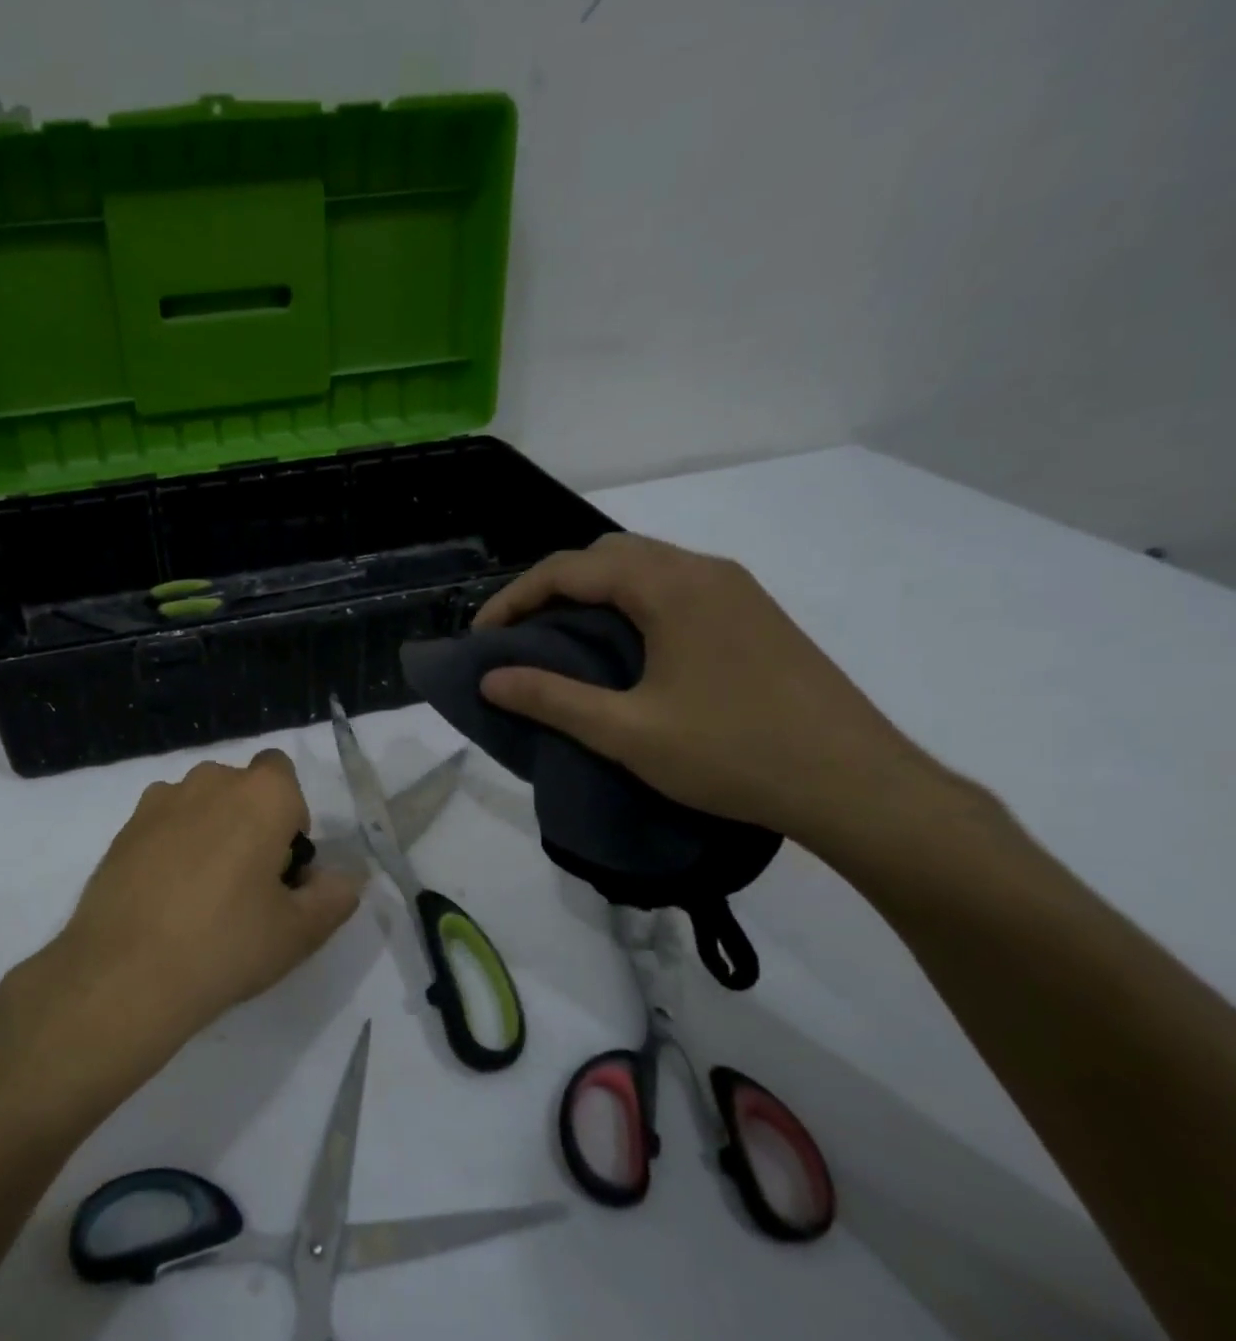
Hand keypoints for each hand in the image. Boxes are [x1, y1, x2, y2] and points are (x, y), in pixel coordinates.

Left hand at [40, 751, 361, 1054]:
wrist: (123, 975)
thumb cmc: (226, 944)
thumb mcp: (299, 932)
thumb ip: (334, 896)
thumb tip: (344, 878)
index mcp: (260, 794)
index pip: (284, 774)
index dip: (289, 816)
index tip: (281, 865)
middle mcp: (210, 781)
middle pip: (241, 788)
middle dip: (251, 821)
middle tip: (248, 884)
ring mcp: (159, 801)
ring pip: (200, 804)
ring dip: (210, 830)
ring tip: (201, 893)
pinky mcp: (123, 828)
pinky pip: (164, 823)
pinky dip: (172, 845)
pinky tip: (165, 897)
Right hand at [472, 533, 939, 846]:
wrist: (856, 785)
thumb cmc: (734, 753)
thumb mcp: (627, 732)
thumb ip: (552, 699)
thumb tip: (490, 679)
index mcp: (671, 587)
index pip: (570, 569)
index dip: (515, 598)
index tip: (483, 637)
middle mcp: (705, 572)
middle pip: (607, 555)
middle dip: (552, 587)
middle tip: (520, 634)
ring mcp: (737, 591)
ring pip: (645, 567)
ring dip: (593, 593)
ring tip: (563, 640)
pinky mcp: (755, 616)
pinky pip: (675, 587)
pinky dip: (631, 603)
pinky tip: (626, 649)